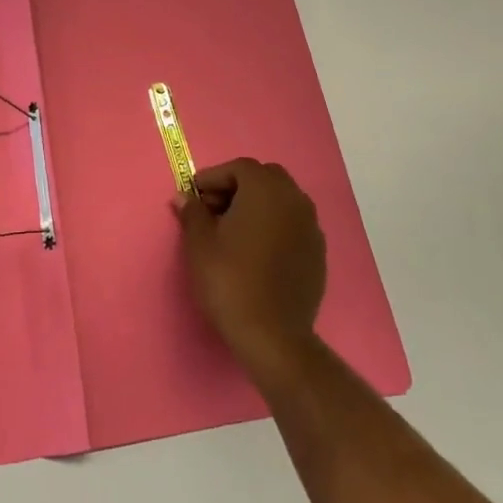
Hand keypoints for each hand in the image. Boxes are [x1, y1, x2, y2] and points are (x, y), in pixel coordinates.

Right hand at [174, 159, 325, 381]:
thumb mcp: (200, 244)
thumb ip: (193, 212)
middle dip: (238, 187)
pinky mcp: (318, 252)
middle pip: (265, 178)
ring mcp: (311, 227)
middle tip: (213, 209)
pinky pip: (292, 225)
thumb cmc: (230, 280)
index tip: (194, 195)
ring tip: (232, 231)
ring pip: (282, 201)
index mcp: (266, 190)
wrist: (272, 335)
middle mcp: (295, 200)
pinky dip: (273, 226)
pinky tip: (256, 251)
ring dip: (257, 205)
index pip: (239, 167)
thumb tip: (185, 197)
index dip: (213, 177)